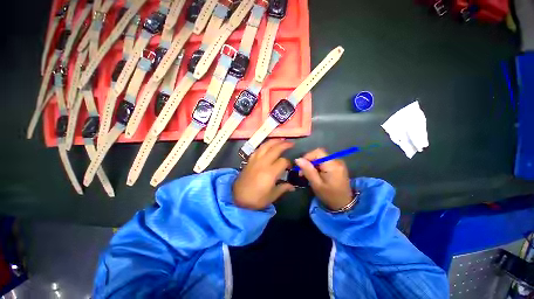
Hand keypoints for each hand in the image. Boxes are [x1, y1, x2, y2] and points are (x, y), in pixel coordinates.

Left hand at [233, 139, 295, 209]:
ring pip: (265, 146)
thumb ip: (283, 188)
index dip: (289, 163)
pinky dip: (264, 145)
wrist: (237, 198)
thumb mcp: (271, 196)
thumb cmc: (256, 199)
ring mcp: (255, 160)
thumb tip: (292, 186)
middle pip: (275, 149)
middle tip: (291, 143)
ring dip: (274, 141)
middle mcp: (263, 163)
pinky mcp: (249, 160)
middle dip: (284, 145)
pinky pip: (258, 149)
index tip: (290, 167)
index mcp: (270, 173)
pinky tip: (267, 146)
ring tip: (281, 140)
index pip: (283, 162)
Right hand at [295, 148, 352, 210]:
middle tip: (302, 173)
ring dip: (312, 164)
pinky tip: (315, 174)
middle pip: (319, 154)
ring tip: (307, 175)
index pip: (318, 152)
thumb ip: (308, 170)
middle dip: (309, 161)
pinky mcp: (337, 166)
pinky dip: (317, 166)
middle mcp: (337, 161)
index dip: (307, 156)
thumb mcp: (316, 184)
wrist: (344, 204)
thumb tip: (298, 159)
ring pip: (320, 158)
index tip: (301, 167)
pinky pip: (324, 161)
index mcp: (333, 165)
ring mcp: (338, 163)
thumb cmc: (329, 195)